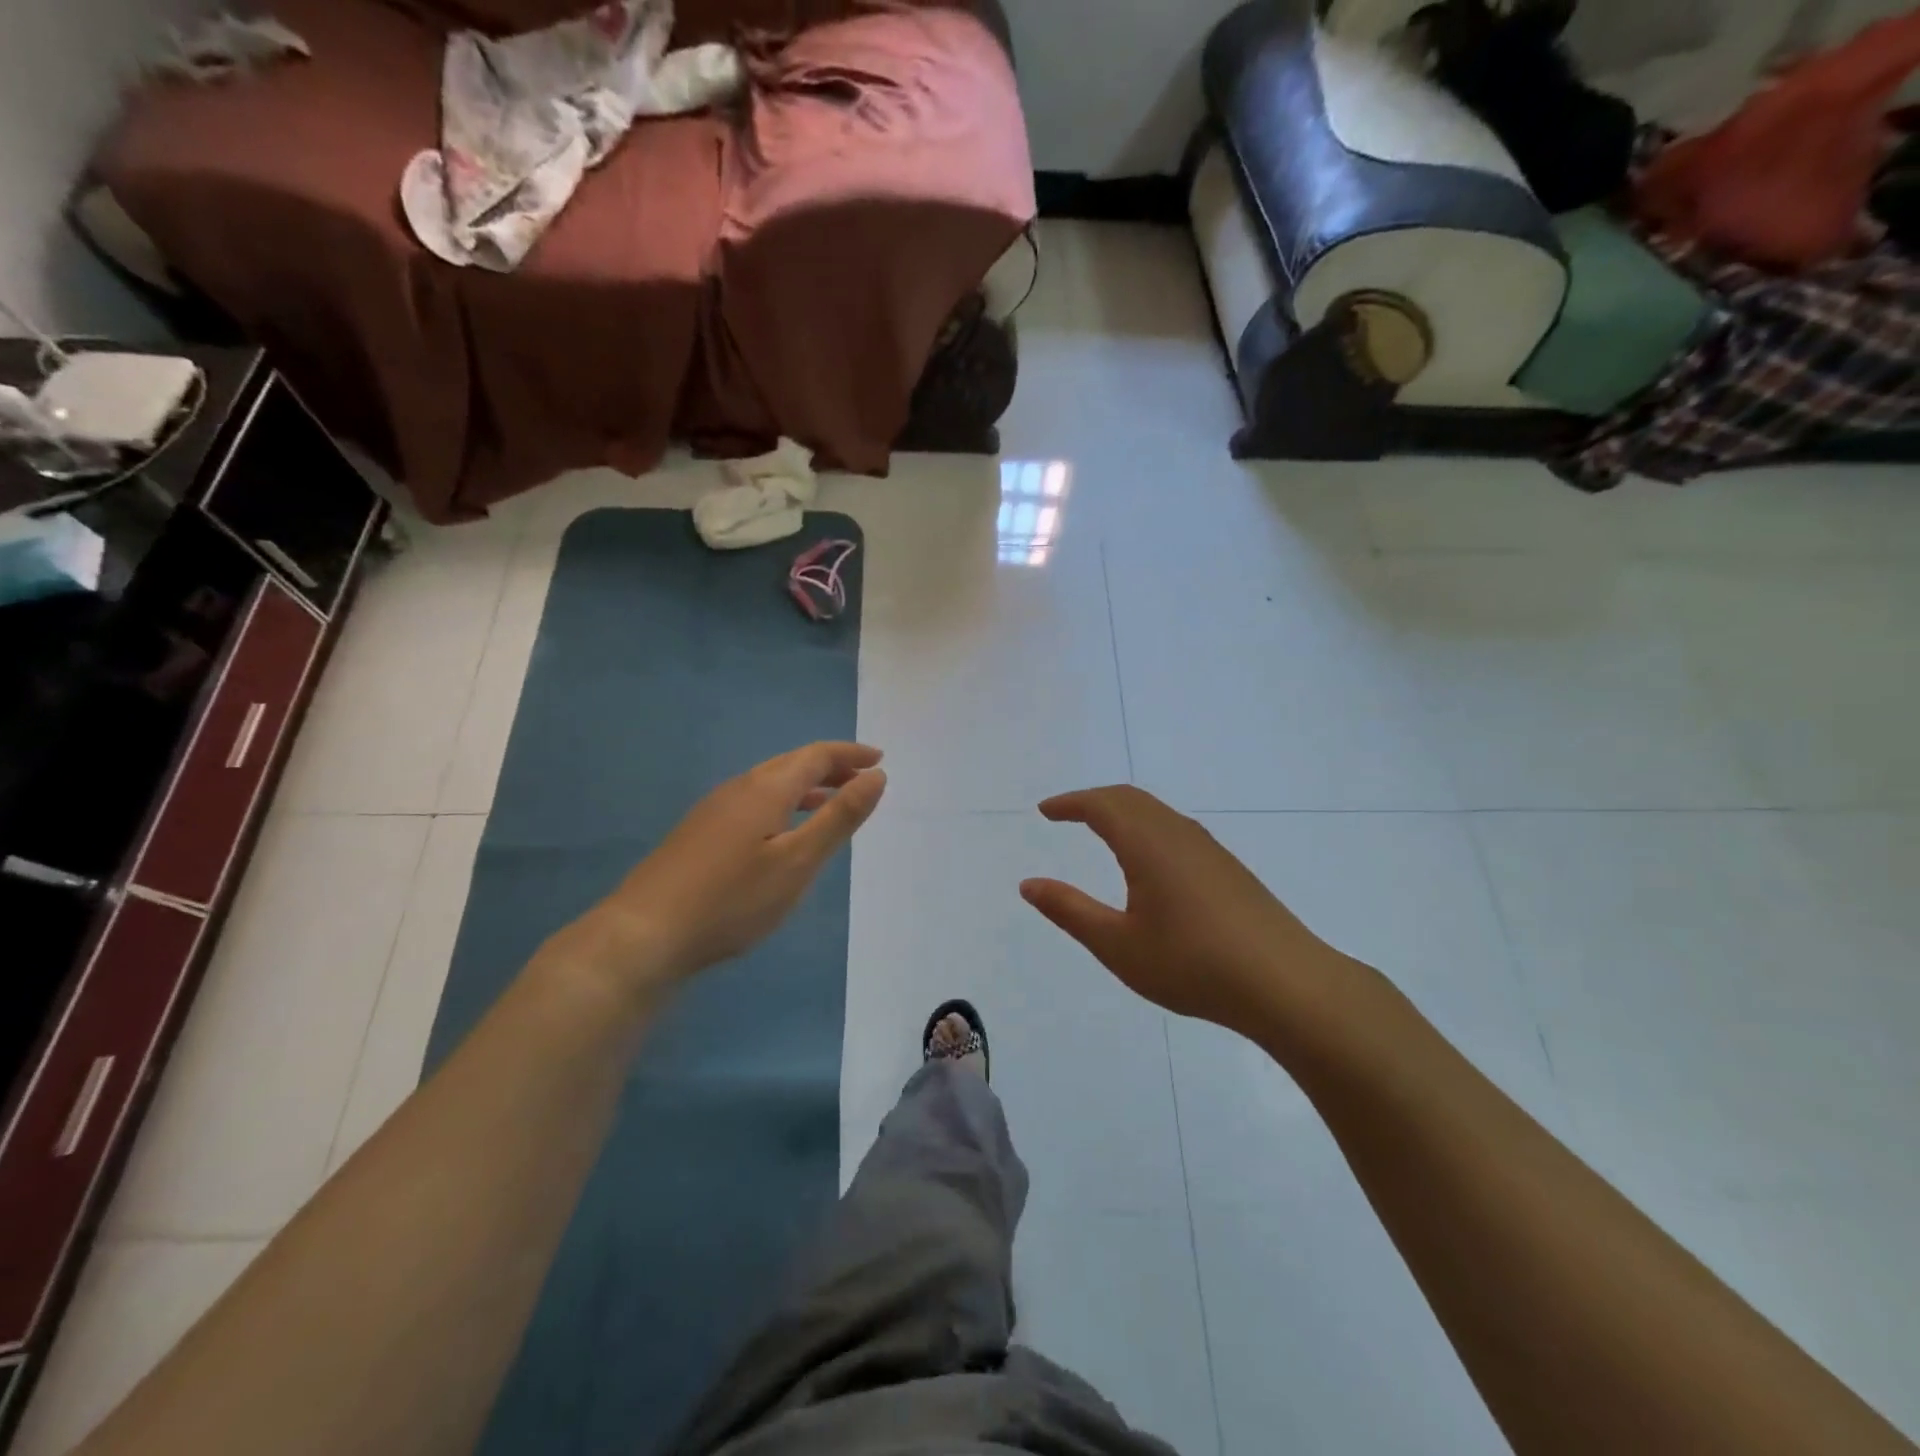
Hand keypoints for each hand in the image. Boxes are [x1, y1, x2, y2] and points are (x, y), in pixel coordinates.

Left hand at [561, 743, 887, 996]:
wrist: (644, 934)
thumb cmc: (732, 899)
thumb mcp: (798, 861)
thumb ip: (839, 817)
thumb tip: (876, 775)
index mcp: (765, 788)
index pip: (816, 756)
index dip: (850, 755)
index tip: (880, 760)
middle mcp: (739, 788)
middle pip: (792, 764)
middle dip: (831, 767)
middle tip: (863, 778)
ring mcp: (714, 810)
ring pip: (770, 784)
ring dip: (807, 786)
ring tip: (832, 802)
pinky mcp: (699, 834)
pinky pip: (754, 802)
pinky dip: (783, 804)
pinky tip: (783, 833)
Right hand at [1020, 785, 1350, 1039]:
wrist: (1286, 984)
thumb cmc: (1192, 964)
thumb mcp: (1118, 945)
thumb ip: (1069, 910)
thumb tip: (1028, 884)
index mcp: (1147, 844)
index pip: (1101, 805)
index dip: (1070, 803)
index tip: (1045, 811)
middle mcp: (1178, 834)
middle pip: (1130, 799)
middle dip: (1094, 800)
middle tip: (1067, 814)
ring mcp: (1209, 849)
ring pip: (1157, 812)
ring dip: (1123, 811)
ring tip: (1101, 830)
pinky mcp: (1228, 868)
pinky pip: (1176, 828)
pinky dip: (1147, 826)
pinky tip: (1150, 860)